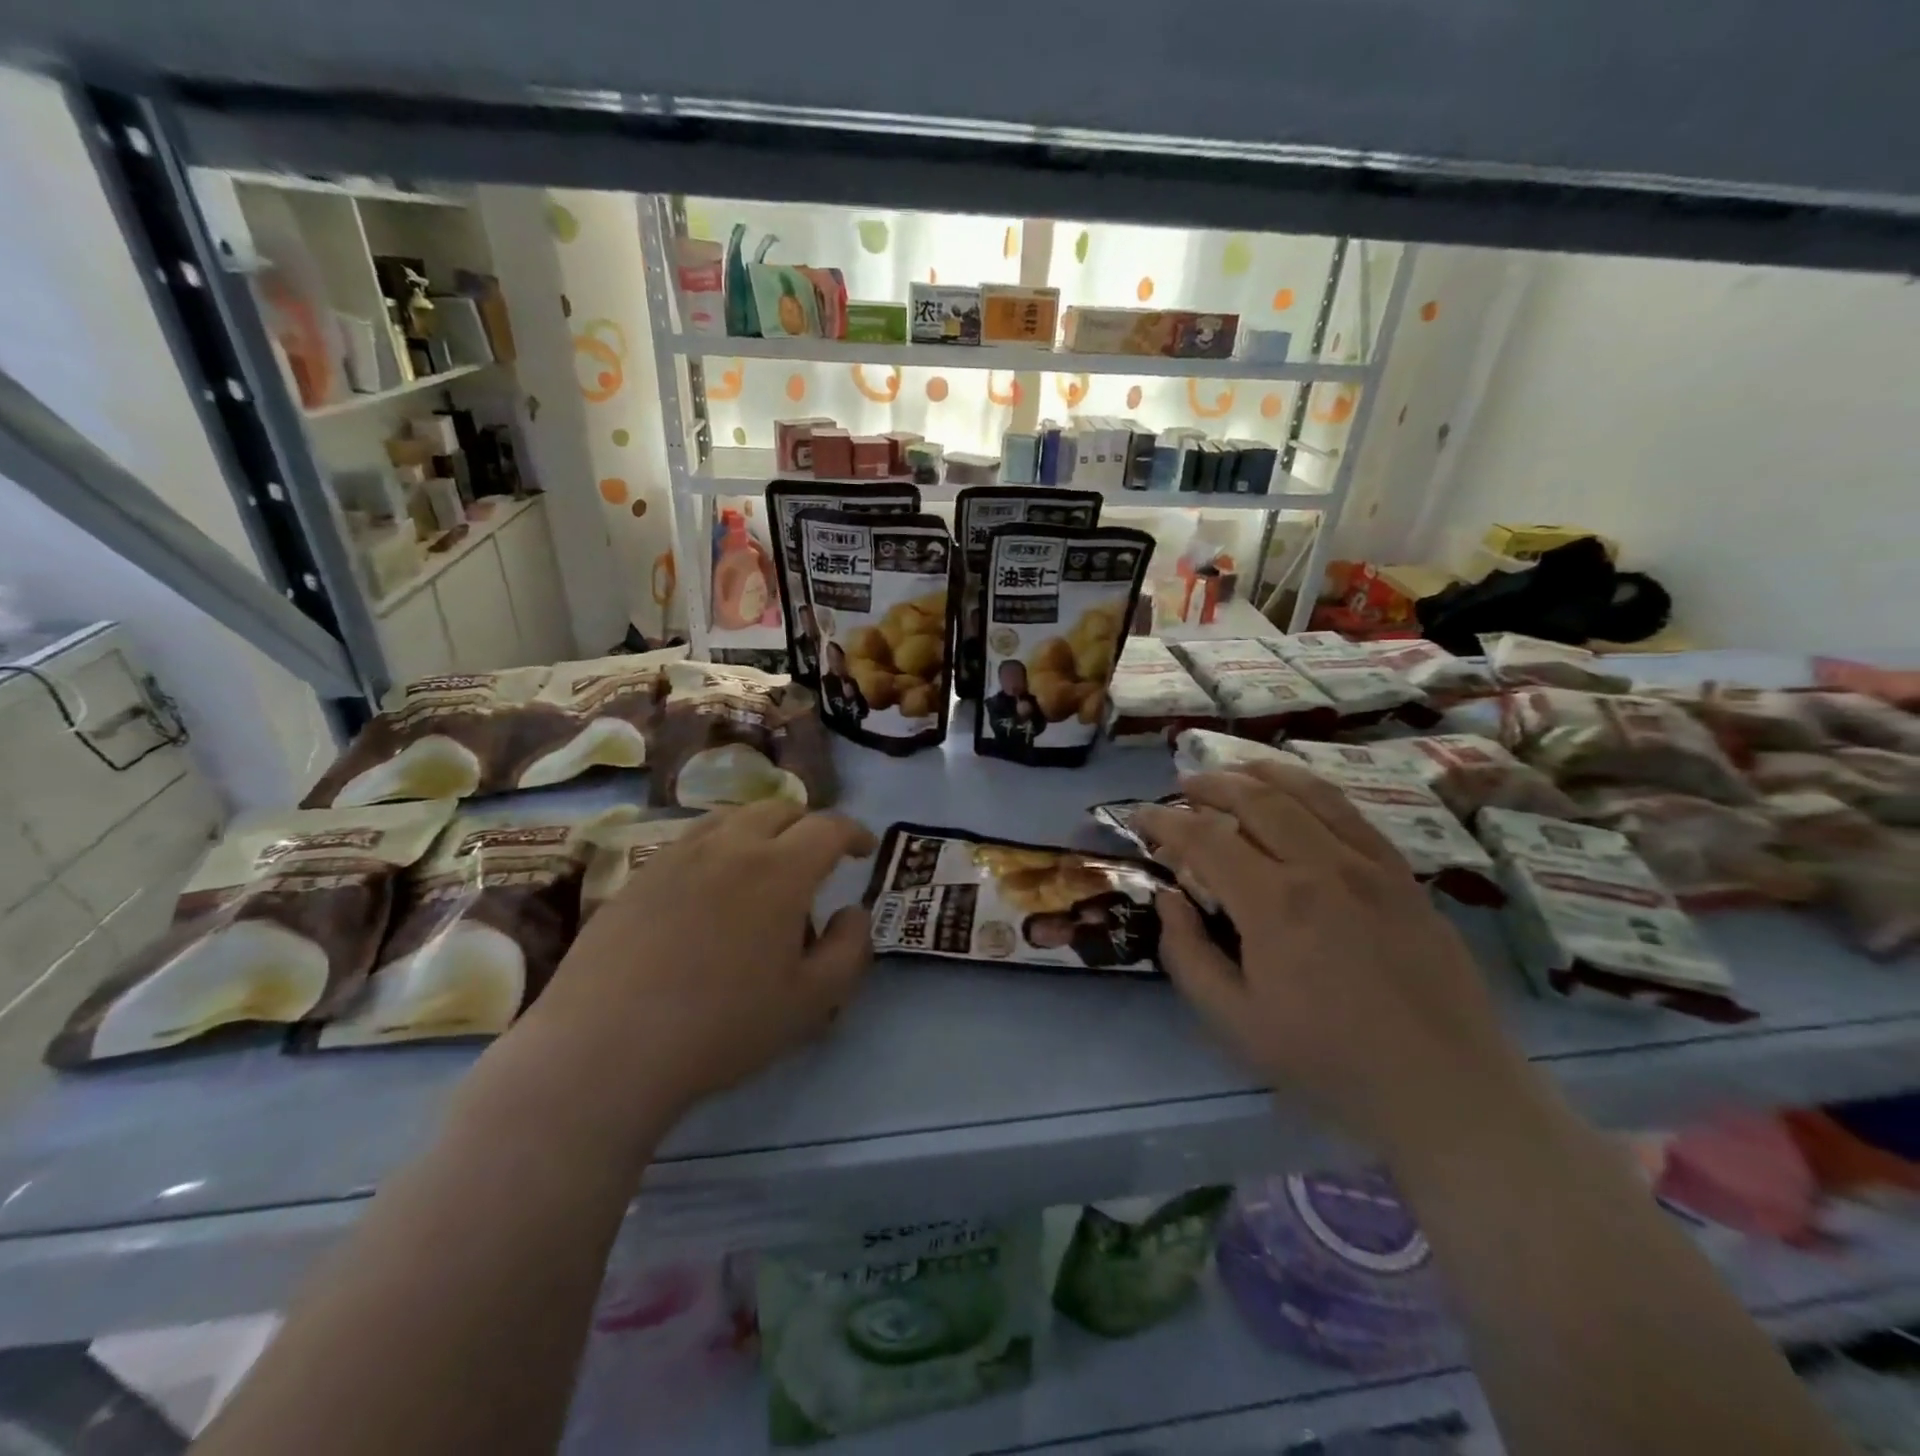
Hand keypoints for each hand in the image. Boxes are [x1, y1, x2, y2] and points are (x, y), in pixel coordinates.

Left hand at [529, 801, 877, 1116]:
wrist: (606, 1048)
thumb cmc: (722, 1026)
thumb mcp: (811, 1002)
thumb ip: (850, 950)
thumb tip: (853, 912)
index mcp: (780, 870)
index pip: (828, 828)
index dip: (854, 832)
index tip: (864, 849)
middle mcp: (729, 847)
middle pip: (778, 810)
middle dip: (807, 824)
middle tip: (817, 855)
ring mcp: (677, 857)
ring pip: (730, 818)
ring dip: (760, 828)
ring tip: (764, 861)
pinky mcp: (638, 877)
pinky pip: (689, 841)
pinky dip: (717, 847)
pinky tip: (709, 886)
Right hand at [1135, 762, 1540, 1158]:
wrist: (1444, 1088)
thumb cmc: (1329, 1061)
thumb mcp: (1235, 1022)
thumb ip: (1188, 954)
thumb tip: (1167, 898)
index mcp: (1273, 904)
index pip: (1204, 838)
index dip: (1165, 820)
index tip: (1140, 816)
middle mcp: (1321, 867)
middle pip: (1256, 799)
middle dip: (1211, 784)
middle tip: (1184, 785)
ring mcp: (1370, 866)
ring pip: (1308, 794)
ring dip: (1262, 773)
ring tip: (1235, 770)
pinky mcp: (1403, 876)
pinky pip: (1353, 814)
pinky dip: (1314, 792)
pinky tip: (1300, 796)